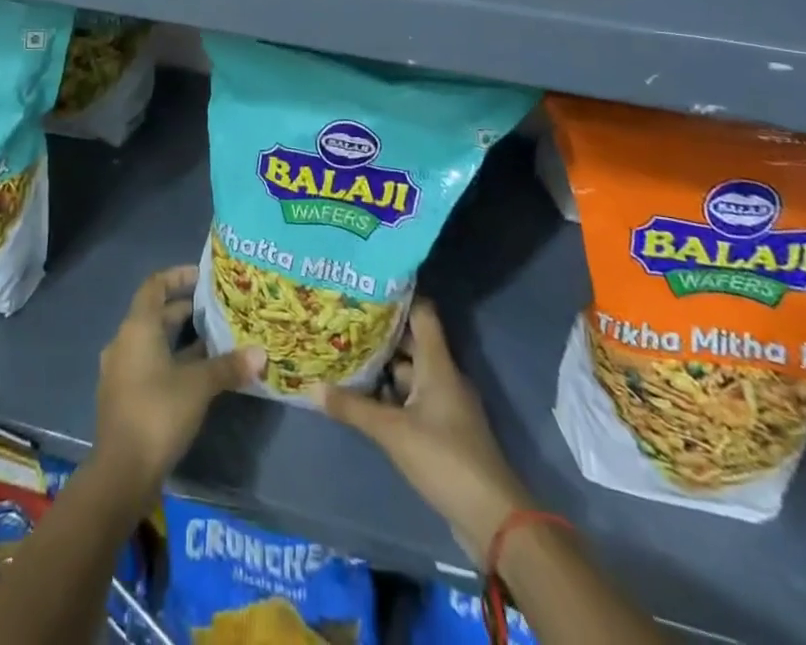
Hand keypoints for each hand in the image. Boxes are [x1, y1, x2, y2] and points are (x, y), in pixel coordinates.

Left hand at [92, 266, 263, 498]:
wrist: (120, 473)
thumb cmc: (158, 413)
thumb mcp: (199, 386)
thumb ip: (228, 366)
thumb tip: (262, 354)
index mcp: (137, 327)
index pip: (155, 285)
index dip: (178, 276)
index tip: (203, 276)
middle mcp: (125, 341)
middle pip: (155, 314)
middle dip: (186, 309)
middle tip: (218, 309)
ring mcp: (121, 370)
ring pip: (154, 342)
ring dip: (181, 339)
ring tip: (215, 340)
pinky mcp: (124, 396)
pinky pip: (150, 364)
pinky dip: (172, 361)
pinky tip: (199, 375)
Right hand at [316, 299, 528, 560]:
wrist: (493, 518)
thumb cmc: (445, 458)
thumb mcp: (393, 431)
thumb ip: (353, 408)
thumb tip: (312, 386)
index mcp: (438, 364)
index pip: (422, 313)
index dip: (398, 296)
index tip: (366, 286)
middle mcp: (443, 376)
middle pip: (411, 342)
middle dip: (379, 333)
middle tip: (342, 321)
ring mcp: (445, 404)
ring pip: (409, 373)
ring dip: (382, 367)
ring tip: (345, 355)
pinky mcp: (443, 430)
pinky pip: (413, 399)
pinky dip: (390, 395)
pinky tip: (364, 398)